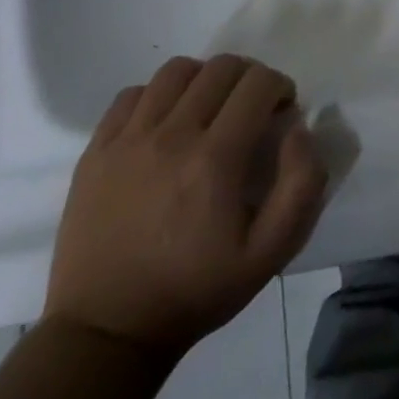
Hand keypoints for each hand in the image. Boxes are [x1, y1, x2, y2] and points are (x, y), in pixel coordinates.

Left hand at [44, 54, 326, 356]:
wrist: (108, 331)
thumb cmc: (198, 290)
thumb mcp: (273, 251)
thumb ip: (302, 184)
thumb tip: (298, 130)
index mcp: (216, 159)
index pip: (258, 83)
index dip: (280, 86)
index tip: (282, 112)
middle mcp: (170, 136)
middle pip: (220, 68)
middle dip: (249, 77)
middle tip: (253, 109)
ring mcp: (127, 141)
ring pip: (175, 71)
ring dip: (205, 80)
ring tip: (210, 110)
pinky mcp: (95, 152)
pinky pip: (132, 94)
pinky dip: (158, 95)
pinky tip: (167, 124)